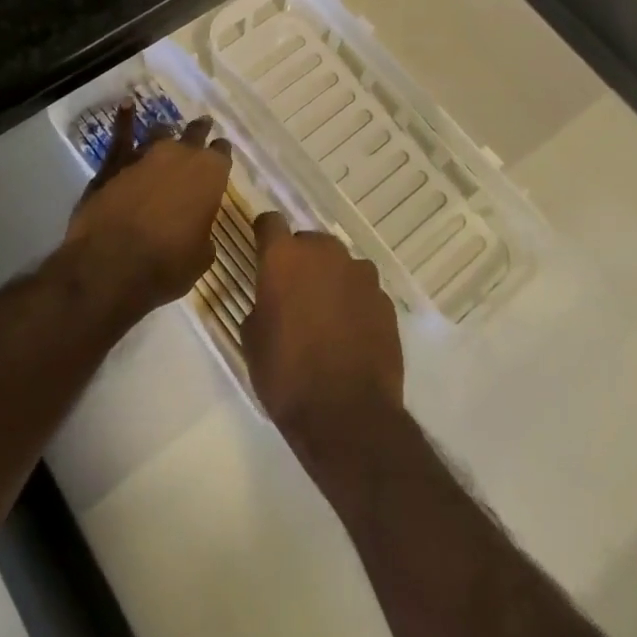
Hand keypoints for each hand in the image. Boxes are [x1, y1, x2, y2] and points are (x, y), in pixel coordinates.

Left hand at [65, 103, 231, 316]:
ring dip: (166, 133)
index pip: (222, 153)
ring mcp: (144, 154)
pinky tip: (126, 106)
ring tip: (169, 131)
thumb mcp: (200, 257)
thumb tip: (197, 230)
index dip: (221, 154)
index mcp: (210, 174)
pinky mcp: (114, 163)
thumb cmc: (166, 265)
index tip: (221, 154)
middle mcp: (180, 155)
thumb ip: (203, 233)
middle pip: (194, 134)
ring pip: (160, 133)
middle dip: (199, 131)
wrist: (110, 265)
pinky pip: (122, 135)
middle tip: (203, 127)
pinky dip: (124, 119)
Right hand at [244, 211, 403, 439]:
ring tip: (325, 315)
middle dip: (301, 260)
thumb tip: (273, 300)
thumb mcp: (252, 339)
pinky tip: (350, 333)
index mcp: (284, 258)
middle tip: (294, 293)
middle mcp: (325, 254)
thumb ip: (262, 303)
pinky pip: (363, 290)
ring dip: (331, 279)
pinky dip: (355, 302)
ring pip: (340, 264)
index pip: (270, 222)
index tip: (262, 251)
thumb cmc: (286, 375)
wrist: (347, 415)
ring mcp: (360, 274)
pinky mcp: (385, 300)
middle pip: (310, 241)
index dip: (265, 234)